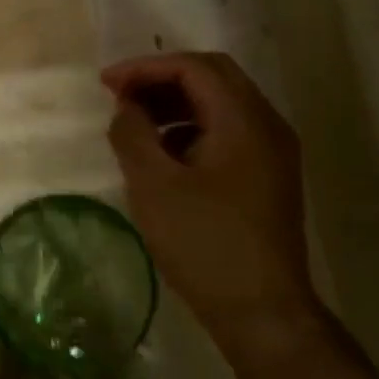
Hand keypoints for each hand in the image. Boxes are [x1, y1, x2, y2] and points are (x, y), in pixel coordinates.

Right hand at [102, 52, 317, 339]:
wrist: (262, 311)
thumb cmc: (204, 243)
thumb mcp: (153, 185)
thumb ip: (133, 134)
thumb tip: (126, 108)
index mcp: (244, 121)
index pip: (194, 67)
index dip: (145, 67)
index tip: (106, 84)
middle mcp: (267, 126)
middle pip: (213, 77)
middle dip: (161, 79)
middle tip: (119, 95)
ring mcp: (272, 152)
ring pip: (221, 104)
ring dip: (175, 103)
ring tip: (134, 122)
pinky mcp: (267, 177)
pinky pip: (227, 131)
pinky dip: (190, 128)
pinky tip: (162, 153)